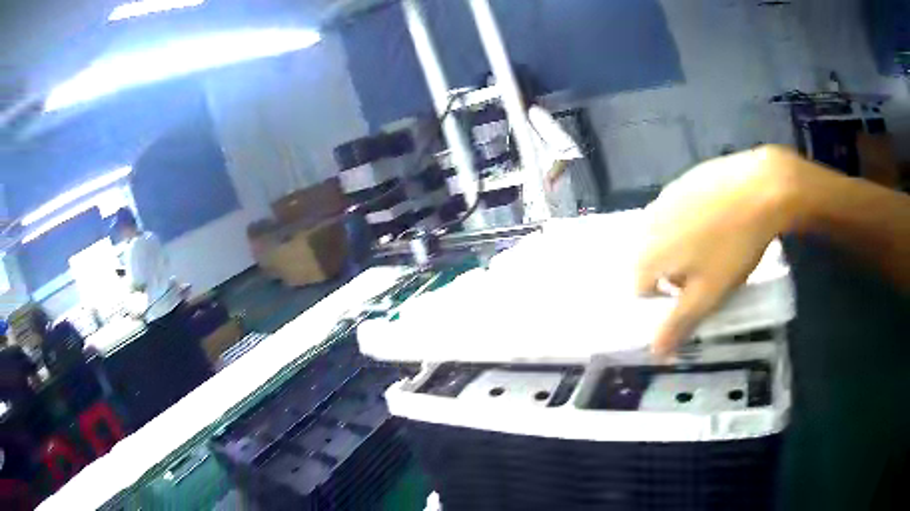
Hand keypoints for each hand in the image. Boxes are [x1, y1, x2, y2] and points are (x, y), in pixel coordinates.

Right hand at [636, 146, 799, 355]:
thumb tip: (655, 353)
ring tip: (712, 247)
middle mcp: (648, 225)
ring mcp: (665, 199)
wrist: (758, 188)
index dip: (664, 300)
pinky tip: (716, 221)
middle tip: (703, 274)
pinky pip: (677, 212)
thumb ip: (678, 324)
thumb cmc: (732, 247)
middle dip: (670, 273)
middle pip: (650, 260)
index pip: (640, 290)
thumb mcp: (708, 294)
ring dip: (679, 248)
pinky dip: (689, 223)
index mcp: (649, 254)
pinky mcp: (682, 182)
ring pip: (663, 235)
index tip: (691, 298)